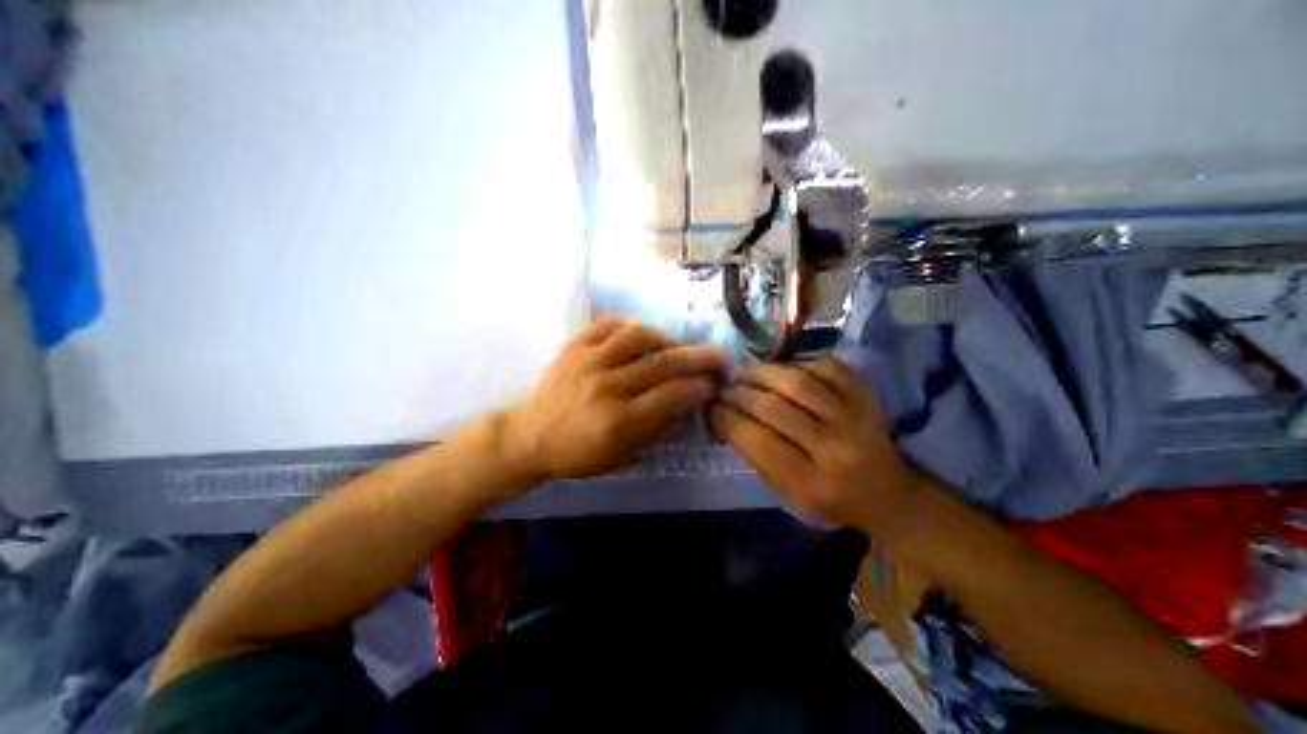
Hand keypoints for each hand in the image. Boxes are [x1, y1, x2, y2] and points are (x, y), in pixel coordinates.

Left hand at [501, 314, 724, 480]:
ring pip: (639, 336)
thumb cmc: (578, 454)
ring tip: (676, 345)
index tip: (715, 384)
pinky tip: (642, 335)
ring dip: (667, 339)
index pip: (672, 395)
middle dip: (699, 358)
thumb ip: (657, 428)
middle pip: (663, 363)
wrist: (529, 437)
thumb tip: (686, 401)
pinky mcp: (574, 346)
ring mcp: (588, 361)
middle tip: (718, 356)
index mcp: (618, 421)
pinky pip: (609, 324)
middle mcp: (606, 386)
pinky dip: (632, 325)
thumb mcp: (622, 456)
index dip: (700, 387)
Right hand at [712, 356, 911, 531]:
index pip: (758, 442)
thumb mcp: (786, 494)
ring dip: (761, 373)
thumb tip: (724, 416)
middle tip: (723, 389)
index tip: (712, 408)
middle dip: (738, 394)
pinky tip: (780, 370)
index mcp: (811, 483)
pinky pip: (823, 366)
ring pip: (797, 382)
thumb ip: (755, 456)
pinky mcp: (865, 395)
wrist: (886, 493)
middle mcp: (835, 449)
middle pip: (774, 408)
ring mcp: (855, 417)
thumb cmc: (828, 499)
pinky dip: (795, 363)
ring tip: (745, 375)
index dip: (727, 419)